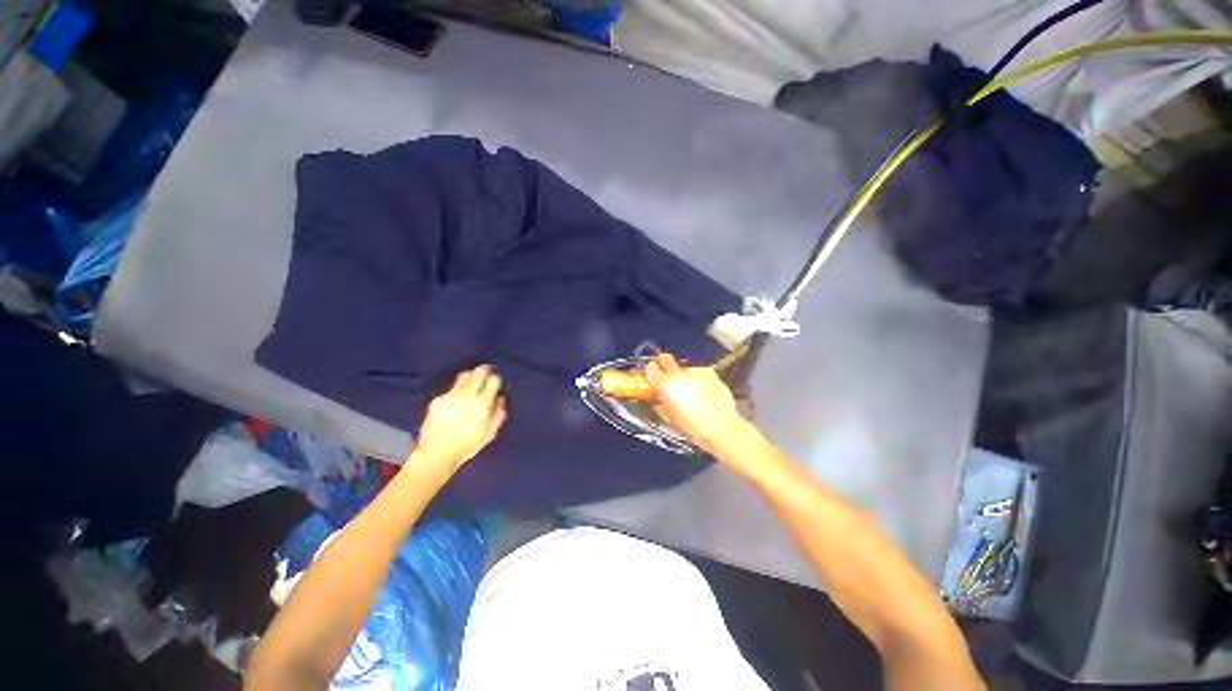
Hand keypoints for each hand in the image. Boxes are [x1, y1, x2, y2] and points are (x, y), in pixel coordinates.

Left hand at [411, 365, 506, 479]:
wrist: (437, 453)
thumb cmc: (468, 445)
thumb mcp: (490, 432)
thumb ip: (498, 414)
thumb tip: (500, 399)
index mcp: (483, 403)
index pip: (493, 380)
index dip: (496, 379)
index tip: (495, 382)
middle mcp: (468, 395)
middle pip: (478, 372)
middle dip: (484, 370)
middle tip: (486, 373)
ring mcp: (451, 396)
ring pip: (463, 376)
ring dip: (470, 377)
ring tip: (471, 383)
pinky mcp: (437, 400)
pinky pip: (450, 390)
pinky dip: (455, 392)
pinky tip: (455, 401)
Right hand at [644, 353, 752, 455]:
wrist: (722, 428)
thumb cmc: (694, 429)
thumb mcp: (669, 419)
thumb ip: (659, 404)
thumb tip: (657, 399)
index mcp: (664, 385)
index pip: (650, 368)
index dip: (651, 372)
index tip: (653, 377)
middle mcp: (678, 374)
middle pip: (665, 358)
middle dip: (664, 364)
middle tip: (667, 375)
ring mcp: (695, 371)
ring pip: (684, 367)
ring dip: (684, 375)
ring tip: (690, 391)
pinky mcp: (709, 372)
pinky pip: (699, 372)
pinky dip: (699, 379)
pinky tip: (703, 392)